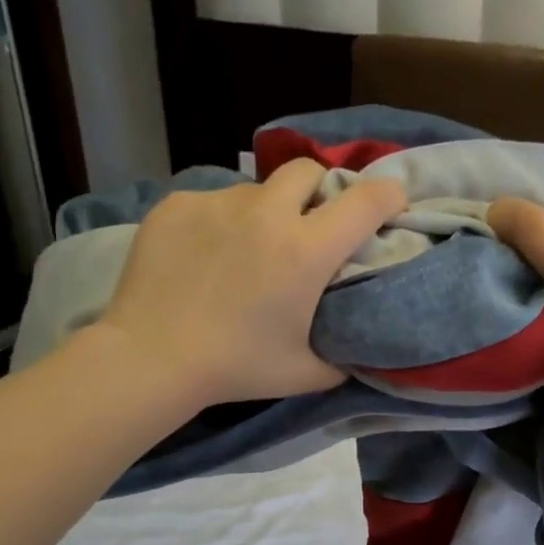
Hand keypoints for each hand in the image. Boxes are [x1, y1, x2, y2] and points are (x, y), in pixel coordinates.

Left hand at [95, 158, 406, 406]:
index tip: (391, 205)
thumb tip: (356, 348)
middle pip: (309, 171)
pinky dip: (220, 223)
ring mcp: (218, 203)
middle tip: (311, 225)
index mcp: (306, 251)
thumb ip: (341, 356)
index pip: (366, 201)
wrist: (151, 358)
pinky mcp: (178, 205)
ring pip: (256, 190)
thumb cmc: (236, 368)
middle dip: (320, 190)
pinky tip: (204, 257)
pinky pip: (213, 203)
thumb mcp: (306, 374)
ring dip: (266, 211)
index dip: (389, 196)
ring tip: (247, 250)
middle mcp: (267, 212)